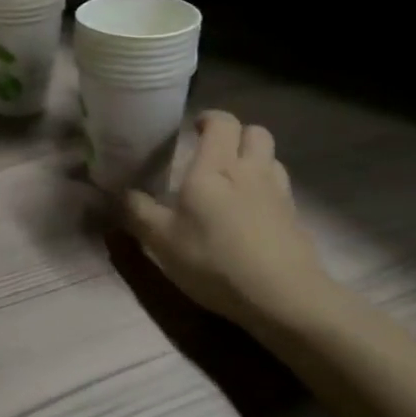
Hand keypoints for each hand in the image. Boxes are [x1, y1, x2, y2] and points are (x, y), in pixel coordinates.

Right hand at [124, 112, 332, 330]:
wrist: (284, 298)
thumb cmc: (215, 260)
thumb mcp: (162, 241)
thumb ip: (138, 212)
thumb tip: (120, 193)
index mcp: (216, 168)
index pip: (222, 122)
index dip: (209, 119)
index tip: (193, 130)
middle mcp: (251, 171)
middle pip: (256, 132)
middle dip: (237, 135)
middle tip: (215, 154)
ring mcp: (279, 194)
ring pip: (272, 159)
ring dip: (255, 161)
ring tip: (235, 183)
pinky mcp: (296, 219)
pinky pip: (282, 190)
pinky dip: (267, 191)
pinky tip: (252, 216)